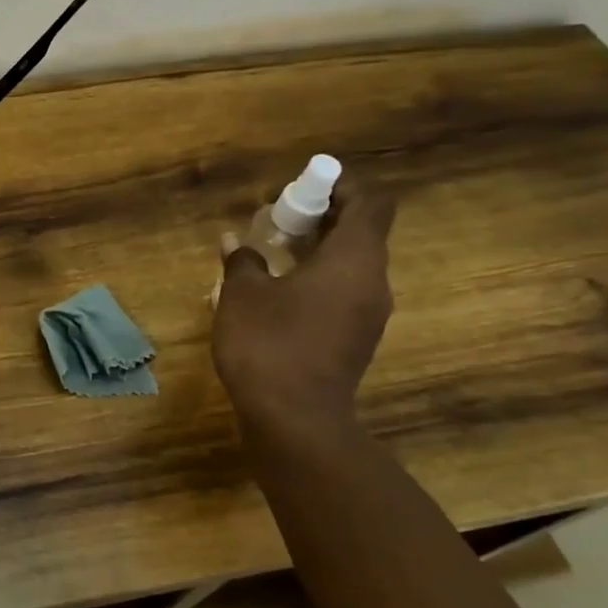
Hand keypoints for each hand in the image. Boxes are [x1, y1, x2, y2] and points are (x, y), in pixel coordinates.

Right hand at [211, 177, 396, 444]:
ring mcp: (368, 314)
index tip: (302, 188)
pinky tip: (277, 293)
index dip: (341, 187)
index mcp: (353, 260)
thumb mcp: (242, 296)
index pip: (370, 203)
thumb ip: (242, 261)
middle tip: (276, 219)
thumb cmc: (269, 345)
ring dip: (316, 251)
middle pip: (360, 232)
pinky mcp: (355, 340)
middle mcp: (372, 282)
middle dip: (320, 218)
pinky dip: (317, 280)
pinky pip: (343, 293)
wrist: (295, 420)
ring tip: (270, 254)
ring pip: (350, 265)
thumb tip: (234, 242)